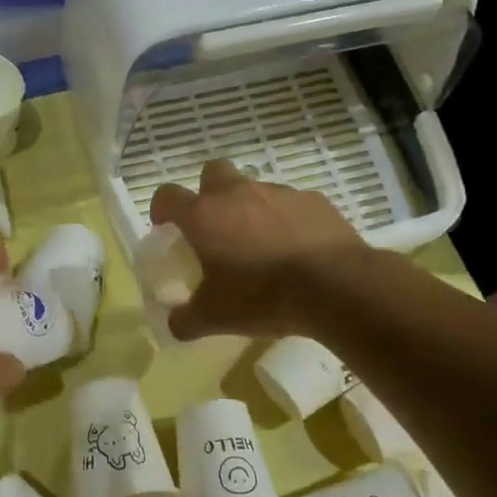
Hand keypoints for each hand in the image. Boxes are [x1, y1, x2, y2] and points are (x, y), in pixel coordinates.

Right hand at [149, 160, 366, 339]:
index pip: (168, 195)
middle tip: (215, 226)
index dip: (162, 208)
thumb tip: (174, 324)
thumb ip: (186, 320)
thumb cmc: (262, 296)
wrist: (334, 285)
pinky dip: (287, 220)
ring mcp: (278, 192)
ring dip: (250, 208)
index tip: (165, 226)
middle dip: (208, 192)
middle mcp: (237, 193)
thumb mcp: (215, 318)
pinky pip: (292, 204)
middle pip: (213, 172)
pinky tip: (297, 248)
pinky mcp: (314, 200)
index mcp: (204, 215)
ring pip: (255, 188)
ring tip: (261, 244)